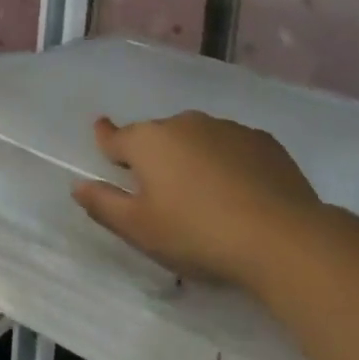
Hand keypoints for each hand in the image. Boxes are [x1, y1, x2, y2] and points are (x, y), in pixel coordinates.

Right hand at [72, 112, 321, 287]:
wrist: (279, 236)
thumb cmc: (197, 234)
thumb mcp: (140, 229)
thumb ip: (104, 205)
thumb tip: (78, 185)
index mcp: (149, 142)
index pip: (117, 136)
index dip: (106, 137)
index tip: (101, 131)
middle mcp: (184, 123)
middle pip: (159, 137)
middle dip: (155, 156)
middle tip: (161, 190)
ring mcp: (226, 128)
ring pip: (197, 139)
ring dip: (193, 158)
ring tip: (204, 196)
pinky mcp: (262, 141)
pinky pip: (232, 147)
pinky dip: (228, 162)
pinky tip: (239, 192)